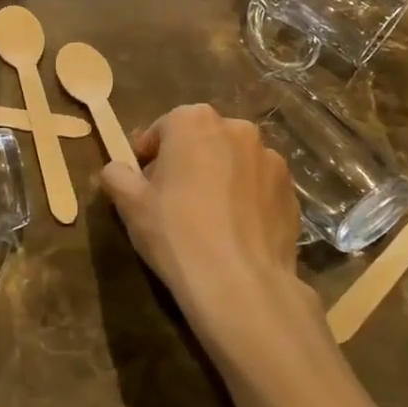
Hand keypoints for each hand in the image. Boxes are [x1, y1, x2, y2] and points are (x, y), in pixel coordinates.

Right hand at [99, 104, 321, 364]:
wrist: (241, 285)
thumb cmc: (177, 233)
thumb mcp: (131, 205)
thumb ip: (116, 176)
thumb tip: (115, 170)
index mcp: (194, 121)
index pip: (163, 128)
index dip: (148, 155)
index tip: (141, 183)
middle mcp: (237, 128)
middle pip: (201, 140)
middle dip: (186, 162)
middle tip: (171, 201)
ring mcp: (270, 159)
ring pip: (233, 162)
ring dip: (219, 178)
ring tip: (208, 220)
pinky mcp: (292, 191)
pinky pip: (259, 187)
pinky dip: (246, 200)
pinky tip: (234, 233)